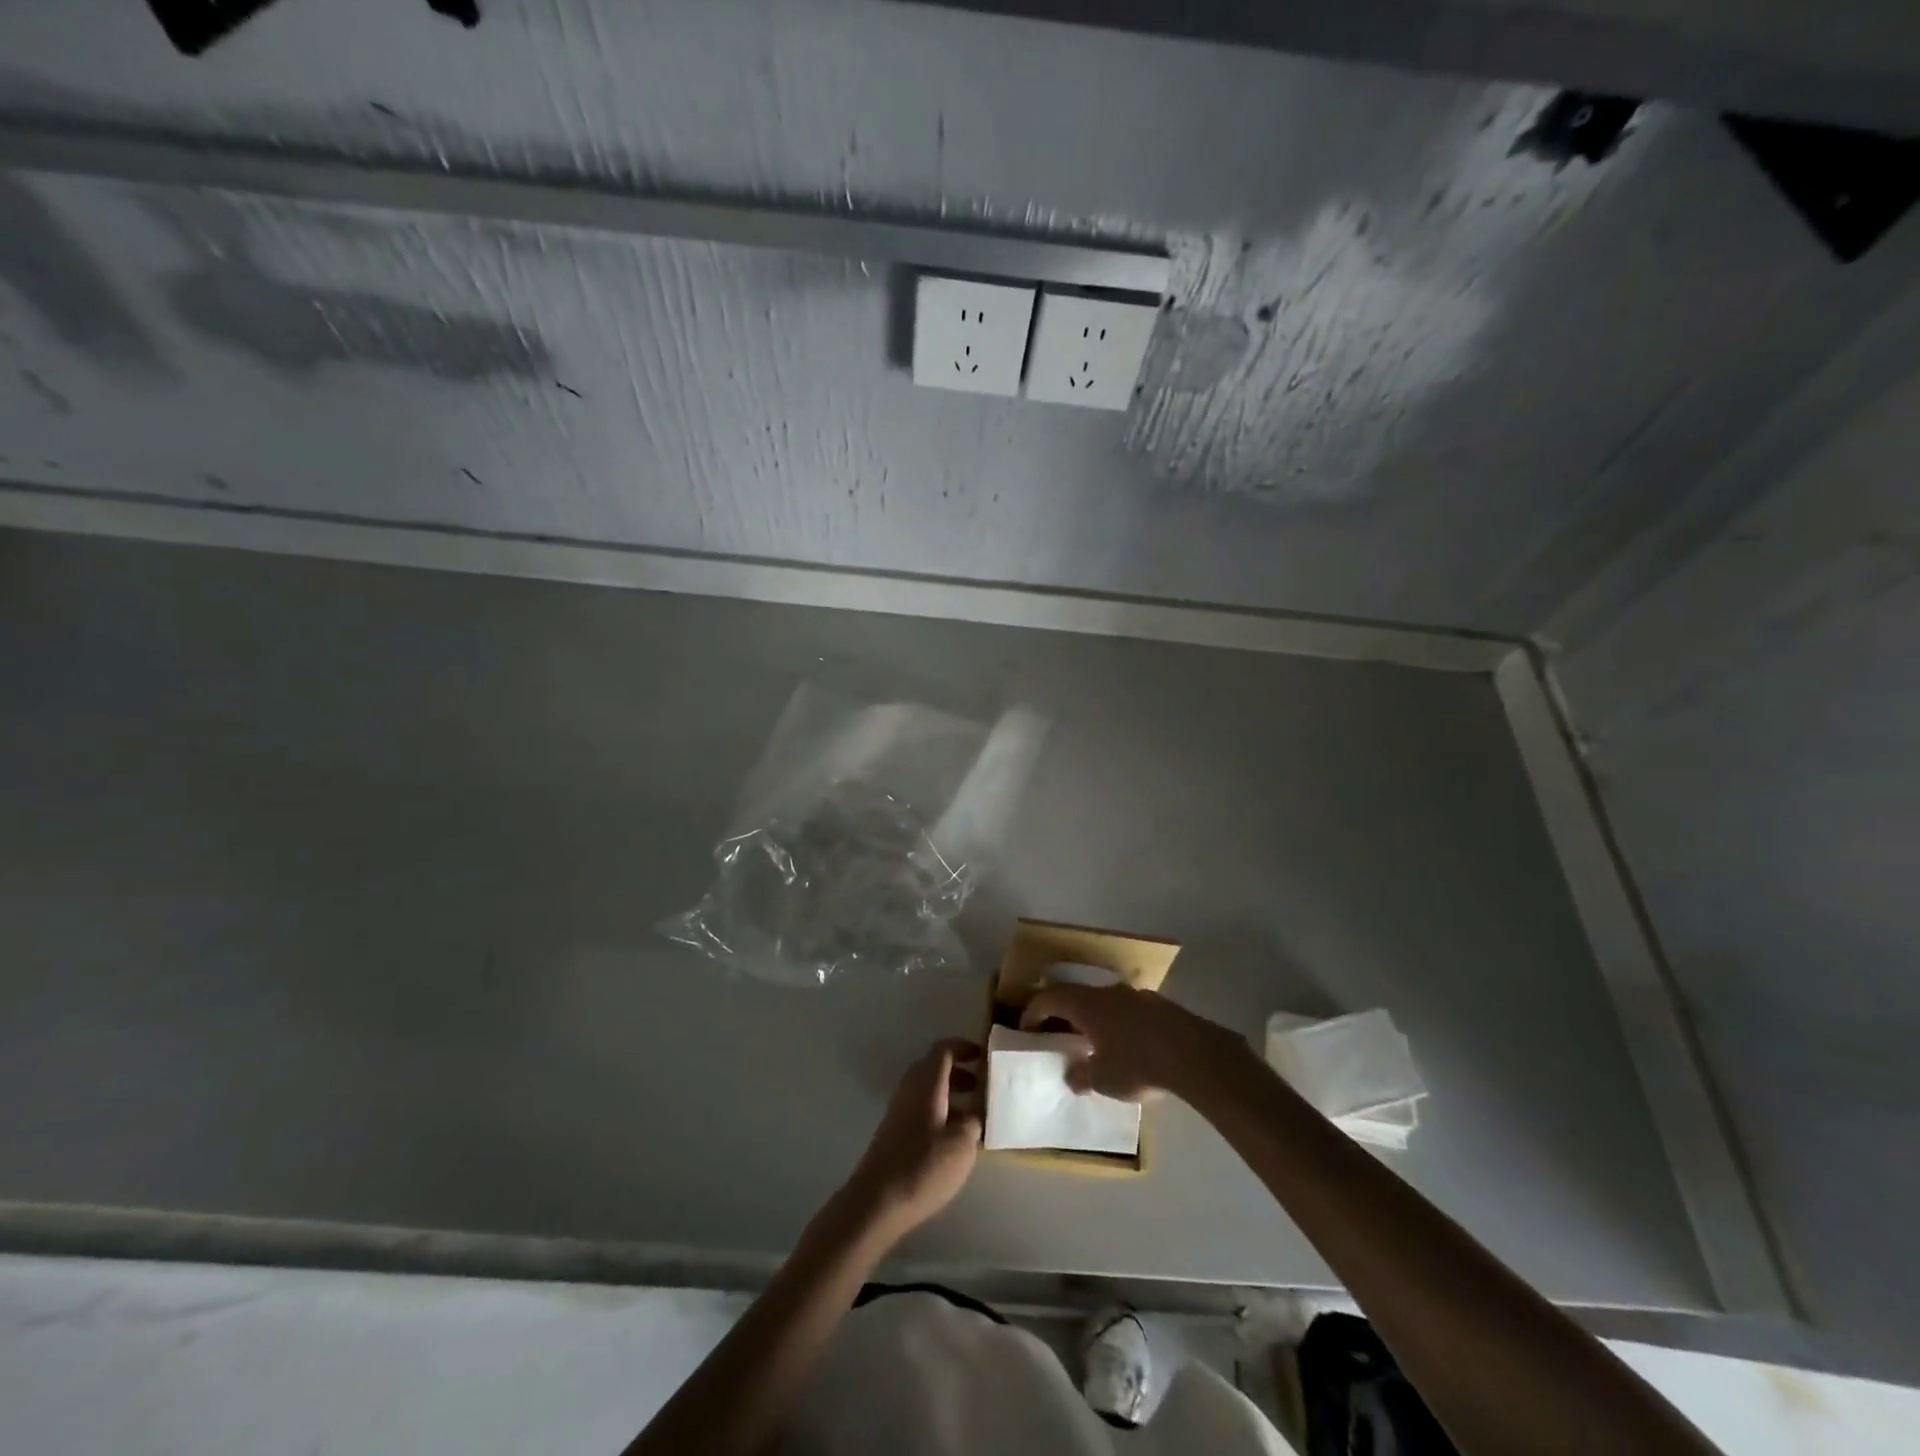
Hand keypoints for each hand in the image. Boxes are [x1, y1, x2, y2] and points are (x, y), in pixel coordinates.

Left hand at [844, 1038, 982, 1235]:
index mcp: (927, 1083)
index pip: (944, 1049)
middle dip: (960, 1072)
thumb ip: (974, 1120)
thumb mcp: (962, 1144)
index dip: (964, 1047)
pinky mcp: (894, 1132)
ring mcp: (898, 1110)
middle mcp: (910, 1089)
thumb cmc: (923, 1166)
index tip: (984, 1057)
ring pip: (927, 1090)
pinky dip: (939, 1112)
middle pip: (934, 1067)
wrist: (877, 1201)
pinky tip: (952, 1138)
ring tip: (973, 1116)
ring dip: (950, 1094)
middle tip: (982, 1087)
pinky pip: (920, 1108)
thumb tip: (977, 1111)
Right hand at [1020, 983, 1233, 1100]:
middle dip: (1065, 1014)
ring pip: (1106, 1003)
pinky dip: (1120, 1025)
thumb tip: (1071, 1075)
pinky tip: (1128, 1047)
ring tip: (1095, 1043)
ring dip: (1095, 1019)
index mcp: (1087, 1004)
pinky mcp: (1160, 1006)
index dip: (1033, 1012)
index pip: (1049, 998)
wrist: (1193, 1054)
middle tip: (1058, 1034)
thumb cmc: (1136, 1063)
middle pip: (1078, 997)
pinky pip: (1129, 1012)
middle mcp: (1108, 992)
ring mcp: (1136, 996)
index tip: (1026, 1027)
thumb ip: (1081, 1075)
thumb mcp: (1101, 1079)